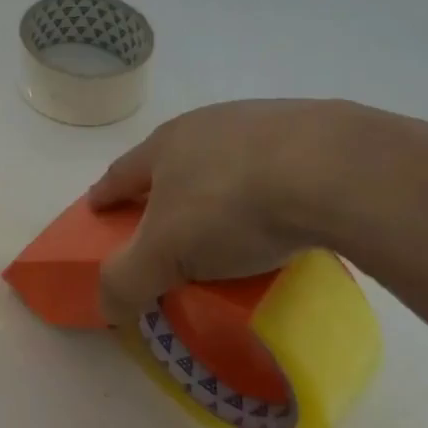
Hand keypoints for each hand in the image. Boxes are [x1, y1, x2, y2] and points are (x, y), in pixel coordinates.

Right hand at [86, 99, 416, 322]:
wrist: (331, 168)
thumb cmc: (231, 205)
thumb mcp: (165, 254)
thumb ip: (126, 279)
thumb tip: (106, 305)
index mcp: (165, 146)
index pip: (122, 173)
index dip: (106, 194)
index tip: (96, 209)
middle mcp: (206, 124)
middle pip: (173, 158)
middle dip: (164, 187)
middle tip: (167, 221)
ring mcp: (260, 122)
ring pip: (227, 157)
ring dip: (220, 184)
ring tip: (234, 223)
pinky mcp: (312, 131)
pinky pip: (279, 165)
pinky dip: (272, 187)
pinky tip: (287, 213)